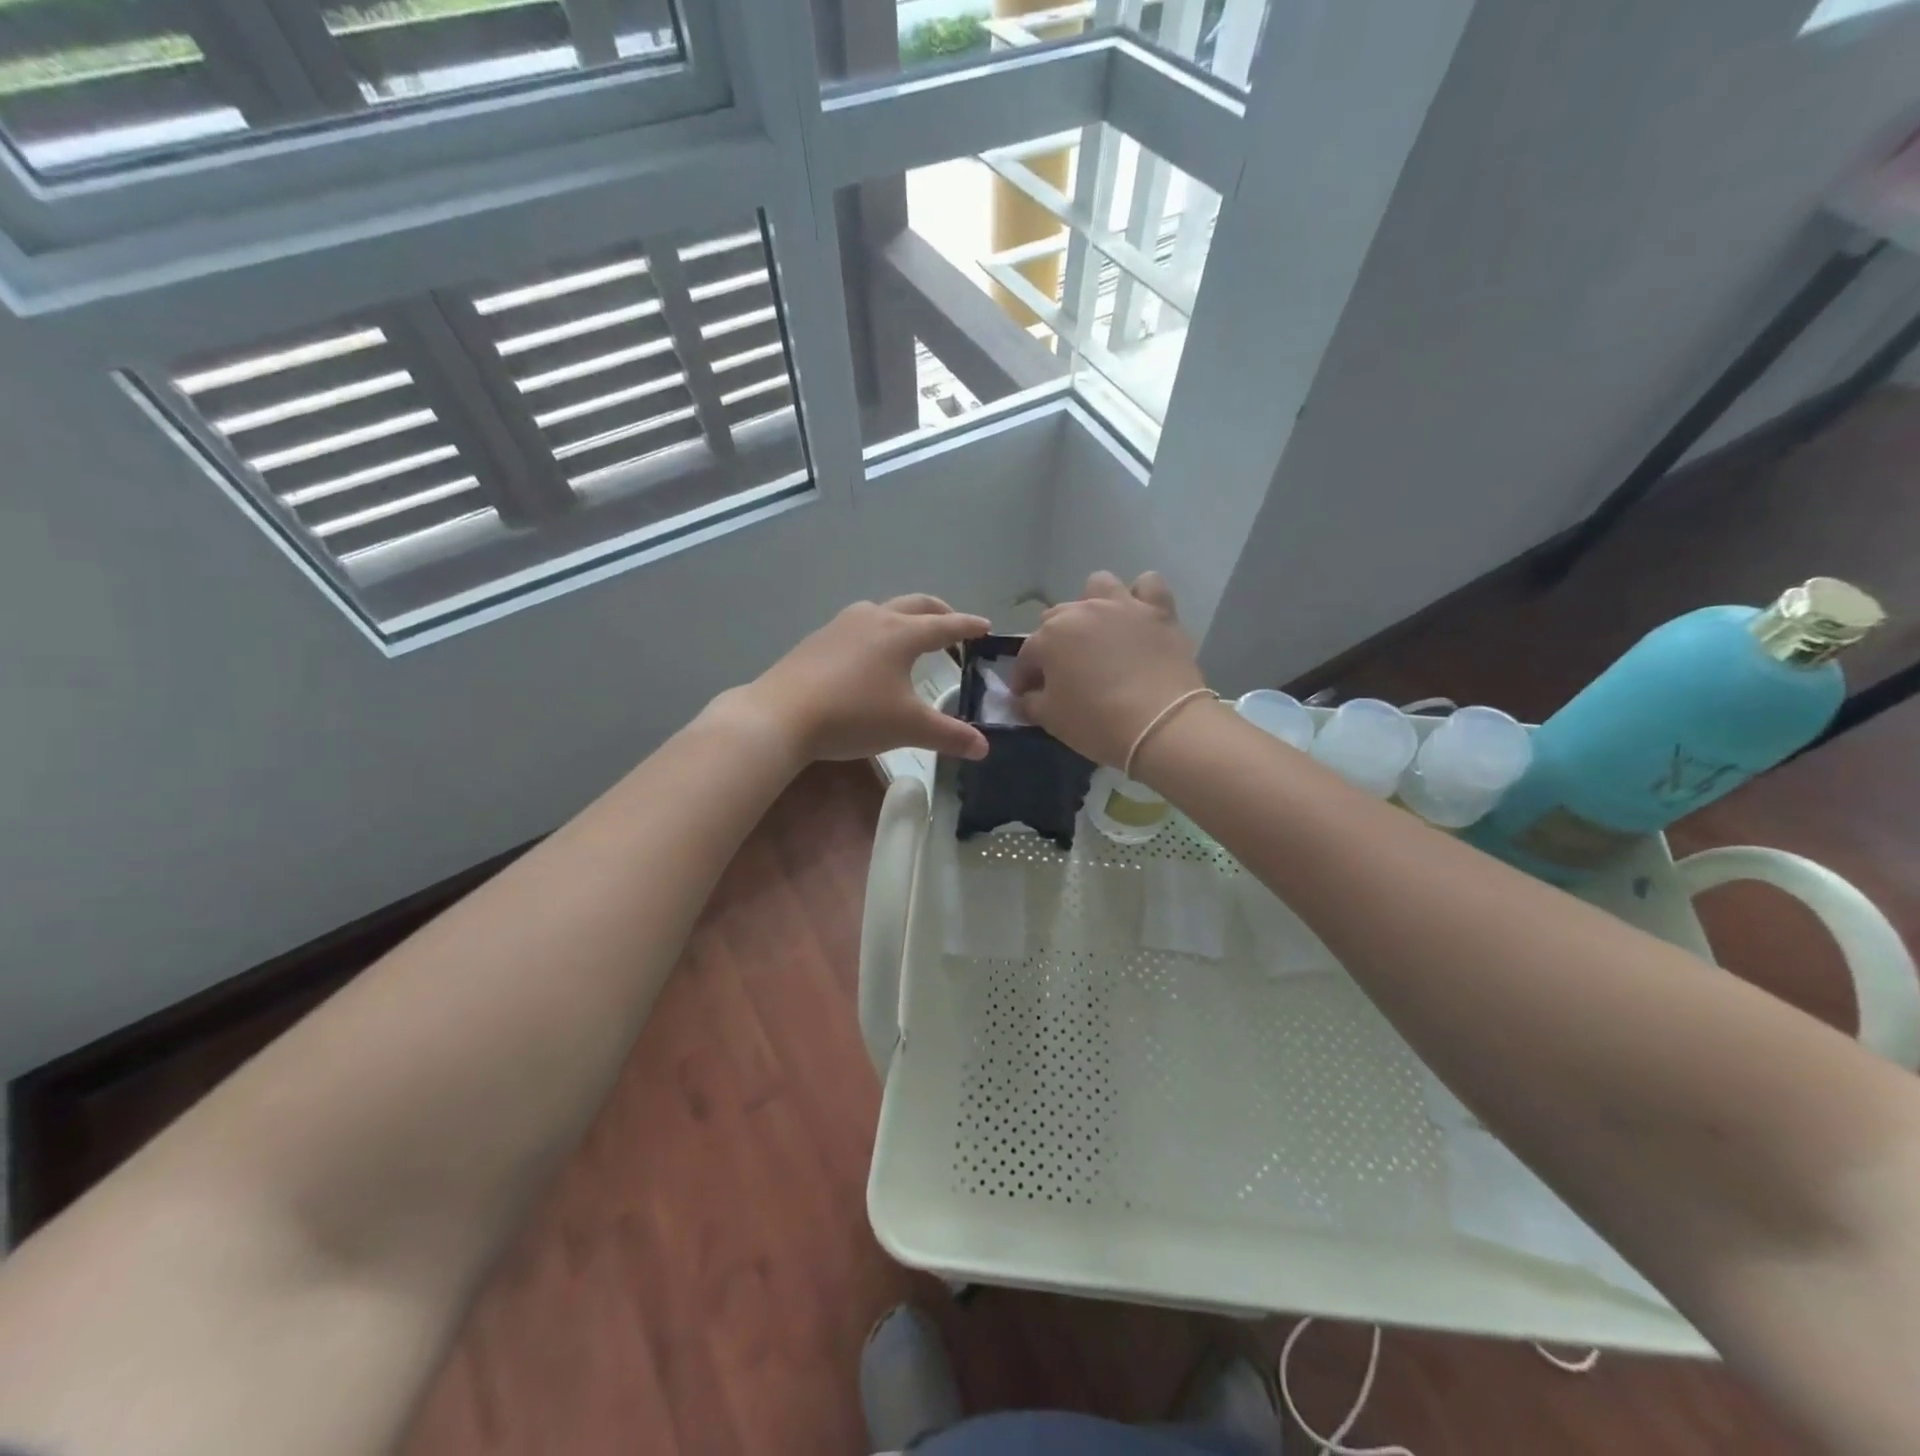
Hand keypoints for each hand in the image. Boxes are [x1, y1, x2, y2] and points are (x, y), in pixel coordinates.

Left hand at [732, 595, 990, 765]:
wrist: (781, 715)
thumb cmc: (854, 716)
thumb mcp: (908, 728)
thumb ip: (950, 735)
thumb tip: (984, 748)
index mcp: (902, 634)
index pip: (946, 625)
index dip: (968, 627)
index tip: (985, 627)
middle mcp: (874, 618)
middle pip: (915, 605)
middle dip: (939, 612)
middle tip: (954, 623)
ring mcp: (841, 625)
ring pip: (883, 610)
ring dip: (905, 617)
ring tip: (912, 635)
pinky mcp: (818, 639)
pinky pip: (859, 625)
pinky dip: (878, 631)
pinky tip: (870, 655)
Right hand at [1010, 571, 1206, 769]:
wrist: (1161, 725)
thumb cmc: (1097, 723)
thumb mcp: (1050, 720)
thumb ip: (1030, 703)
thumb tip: (1026, 696)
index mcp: (1050, 637)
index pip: (1027, 656)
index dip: (1024, 677)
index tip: (1027, 695)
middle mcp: (1082, 611)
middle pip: (1057, 619)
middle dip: (1055, 642)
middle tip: (1064, 671)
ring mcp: (1121, 606)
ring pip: (1098, 586)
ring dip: (1093, 604)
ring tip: (1099, 631)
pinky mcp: (1158, 611)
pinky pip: (1148, 585)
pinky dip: (1141, 597)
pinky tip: (1138, 616)